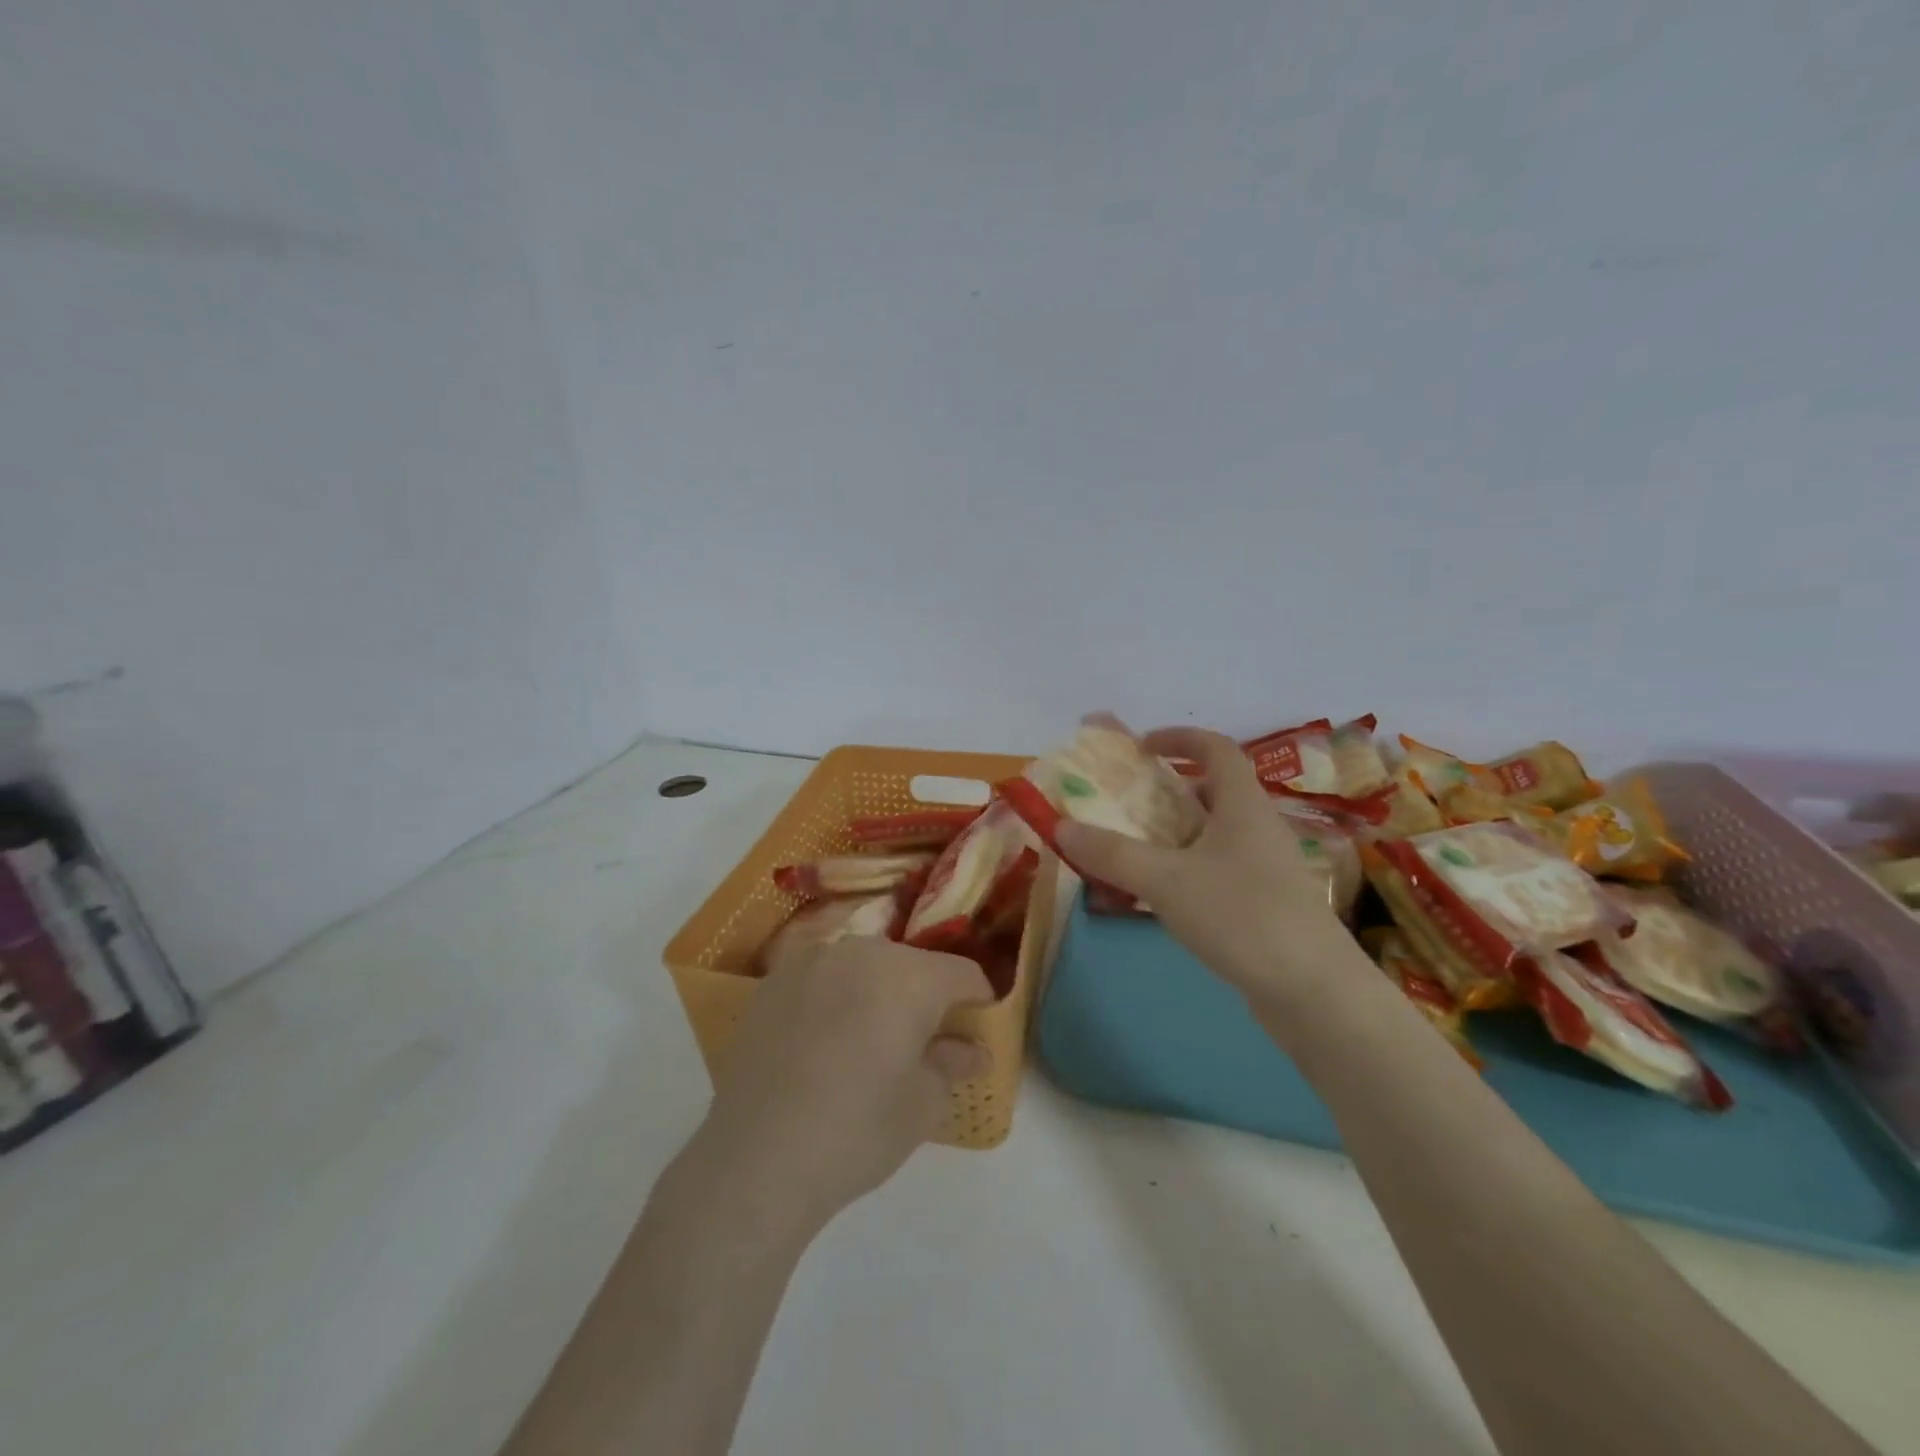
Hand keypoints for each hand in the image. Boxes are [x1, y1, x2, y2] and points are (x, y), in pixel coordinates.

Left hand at [689, 937, 992, 1238]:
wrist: (756, 1159)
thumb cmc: (857, 1130)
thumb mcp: (923, 1104)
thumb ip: (954, 1063)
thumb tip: (973, 1049)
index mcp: (909, 975)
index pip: (964, 974)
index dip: (978, 1004)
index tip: (974, 1036)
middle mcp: (862, 951)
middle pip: (913, 965)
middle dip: (926, 998)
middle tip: (922, 1045)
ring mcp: (812, 961)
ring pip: (865, 966)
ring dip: (879, 993)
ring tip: (869, 1043)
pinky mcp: (774, 980)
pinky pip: (823, 978)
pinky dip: (836, 998)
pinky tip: (824, 1043)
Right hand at [1056, 726, 1348, 998]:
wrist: (1314, 992)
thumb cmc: (1241, 917)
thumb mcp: (1165, 881)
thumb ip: (1112, 853)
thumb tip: (1061, 826)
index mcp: (1243, 805)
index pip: (1217, 748)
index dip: (1179, 737)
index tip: (1139, 744)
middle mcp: (1258, 828)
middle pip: (1214, 790)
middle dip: (1169, 788)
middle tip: (1127, 800)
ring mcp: (1266, 868)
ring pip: (1214, 833)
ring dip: (1175, 831)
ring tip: (1134, 846)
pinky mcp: (1265, 903)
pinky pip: (1218, 868)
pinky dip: (1186, 867)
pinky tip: (1162, 895)